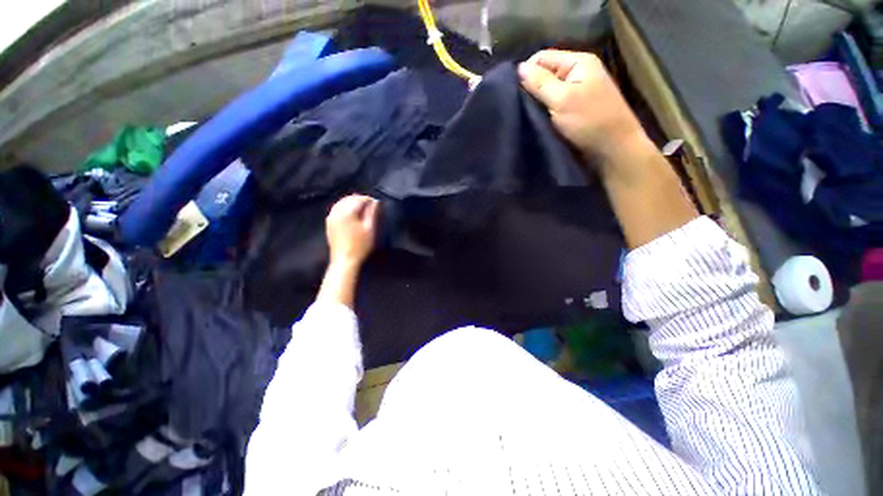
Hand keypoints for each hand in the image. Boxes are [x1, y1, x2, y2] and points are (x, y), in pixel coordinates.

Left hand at [325, 194, 378, 268]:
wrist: (345, 261)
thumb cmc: (361, 246)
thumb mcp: (371, 229)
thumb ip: (373, 213)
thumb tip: (376, 202)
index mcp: (347, 212)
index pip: (359, 199)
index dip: (369, 200)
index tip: (377, 204)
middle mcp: (337, 212)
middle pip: (349, 199)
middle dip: (360, 200)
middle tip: (371, 206)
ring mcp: (331, 218)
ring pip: (342, 203)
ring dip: (352, 203)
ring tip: (362, 209)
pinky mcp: (329, 224)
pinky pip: (337, 210)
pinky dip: (345, 208)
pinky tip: (351, 214)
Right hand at [518, 50, 650, 176]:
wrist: (613, 149)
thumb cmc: (589, 121)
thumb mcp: (562, 100)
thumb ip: (540, 83)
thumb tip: (519, 68)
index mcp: (578, 62)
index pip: (542, 57)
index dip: (526, 72)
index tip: (513, 93)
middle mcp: (577, 73)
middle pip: (544, 73)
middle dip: (530, 88)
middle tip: (517, 107)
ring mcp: (576, 92)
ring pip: (547, 91)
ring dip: (536, 102)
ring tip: (524, 115)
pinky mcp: (573, 109)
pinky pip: (552, 105)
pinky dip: (543, 111)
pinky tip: (534, 120)